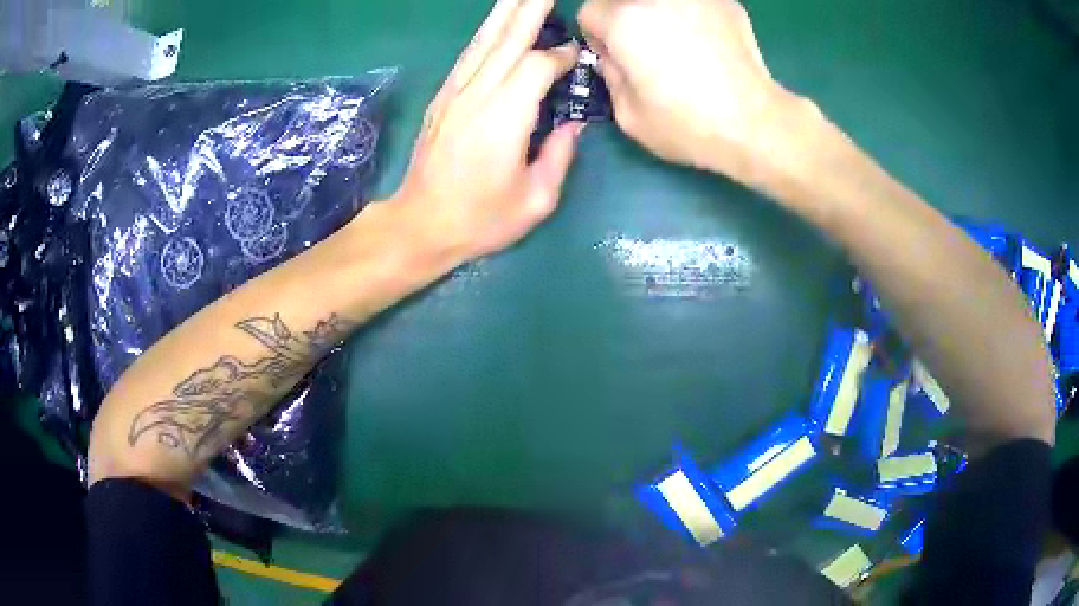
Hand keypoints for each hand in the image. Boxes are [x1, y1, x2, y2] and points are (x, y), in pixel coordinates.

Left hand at [390, 0, 582, 263]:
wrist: (420, 225)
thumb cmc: (480, 220)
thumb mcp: (535, 200)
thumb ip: (560, 156)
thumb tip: (574, 124)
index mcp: (504, 118)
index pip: (537, 66)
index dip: (561, 56)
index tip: (578, 55)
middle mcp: (477, 95)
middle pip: (508, 38)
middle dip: (532, 9)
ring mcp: (455, 93)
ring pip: (485, 40)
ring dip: (507, 12)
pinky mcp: (442, 98)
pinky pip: (469, 55)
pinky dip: (486, 34)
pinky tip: (497, 22)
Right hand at [578, 0, 813, 184]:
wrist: (754, 123)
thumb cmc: (688, 125)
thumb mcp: (628, 115)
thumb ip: (610, 75)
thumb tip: (614, 57)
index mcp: (624, 21)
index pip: (590, 11)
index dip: (599, 36)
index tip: (616, 56)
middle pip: (622, 0)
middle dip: (625, 19)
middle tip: (646, 48)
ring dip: (658, 14)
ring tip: (679, 42)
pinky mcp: (725, 2)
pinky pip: (693, 2)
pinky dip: (691, 14)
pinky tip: (707, 42)